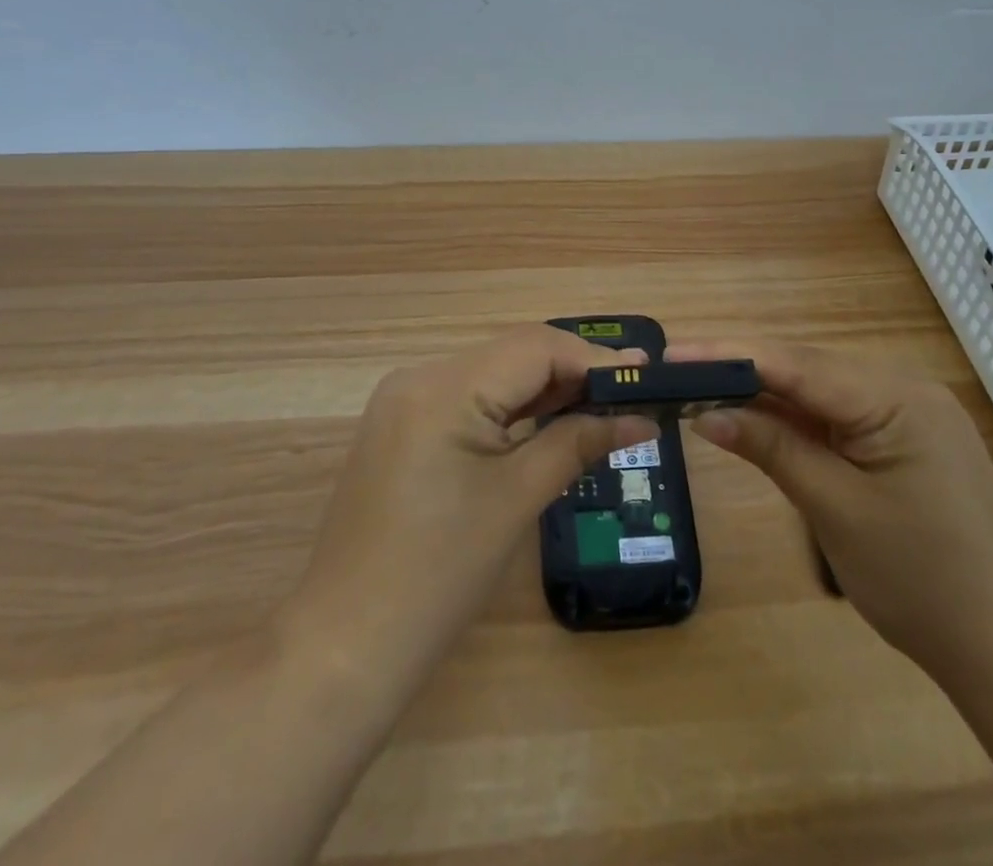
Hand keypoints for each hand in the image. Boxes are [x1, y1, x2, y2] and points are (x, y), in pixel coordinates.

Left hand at [293, 326, 658, 679]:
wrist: (345, 646)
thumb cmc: (439, 575)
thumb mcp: (517, 499)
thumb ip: (579, 443)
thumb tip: (643, 417)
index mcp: (443, 386)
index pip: (534, 347)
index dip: (593, 357)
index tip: (647, 372)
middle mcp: (419, 376)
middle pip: (512, 355)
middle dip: (573, 371)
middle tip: (632, 392)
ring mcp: (404, 401)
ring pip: (492, 374)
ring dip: (545, 388)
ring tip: (603, 404)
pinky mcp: (401, 426)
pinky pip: (468, 399)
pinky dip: (511, 407)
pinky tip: (547, 420)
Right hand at [671, 339, 992, 681]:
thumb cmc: (920, 582)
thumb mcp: (834, 509)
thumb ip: (770, 448)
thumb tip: (706, 413)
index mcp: (897, 396)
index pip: (795, 363)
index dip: (728, 355)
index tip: (672, 354)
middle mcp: (905, 387)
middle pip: (806, 368)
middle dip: (741, 370)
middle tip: (677, 373)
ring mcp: (909, 411)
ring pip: (820, 390)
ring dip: (765, 394)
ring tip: (703, 391)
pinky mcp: (906, 436)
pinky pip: (839, 414)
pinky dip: (796, 419)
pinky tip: (757, 418)